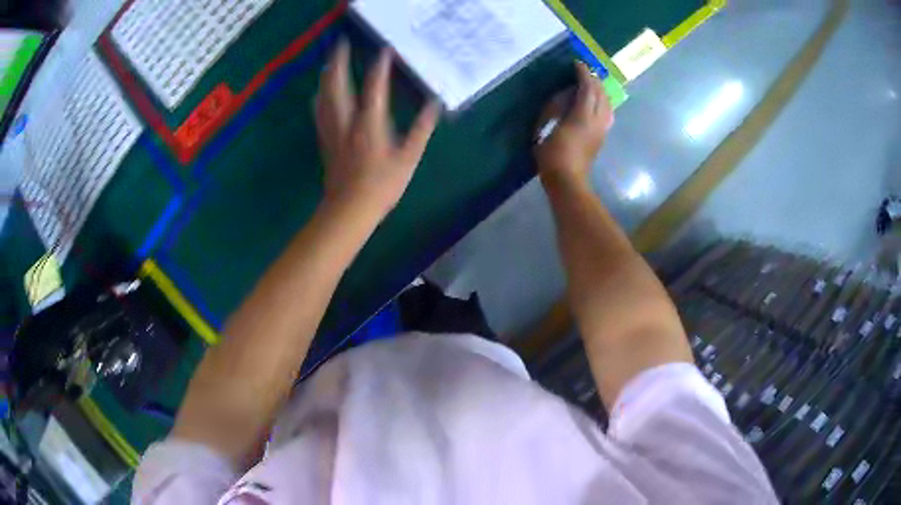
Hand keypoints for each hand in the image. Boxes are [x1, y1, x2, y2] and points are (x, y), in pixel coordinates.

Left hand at [315, 40, 440, 218]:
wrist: (349, 208)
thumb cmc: (382, 185)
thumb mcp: (409, 158)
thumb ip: (421, 129)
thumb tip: (434, 104)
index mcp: (370, 123)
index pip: (374, 86)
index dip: (380, 66)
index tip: (384, 49)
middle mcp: (347, 120)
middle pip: (338, 83)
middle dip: (339, 61)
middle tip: (341, 44)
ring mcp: (332, 129)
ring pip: (324, 95)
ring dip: (326, 75)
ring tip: (329, 61)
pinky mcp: (324, 139)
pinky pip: (319, 111)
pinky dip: (320, 96)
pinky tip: (320, 92)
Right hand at [534, 62, 613, 186]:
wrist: (568, 181)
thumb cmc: (553, 157)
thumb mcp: (547, 131)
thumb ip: (556, 113)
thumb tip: (562, 101)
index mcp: (582, 116)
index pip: (588, 88)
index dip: (583, 74)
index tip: (577, 63)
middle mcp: (596, 121)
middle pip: (601, 94)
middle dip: (594, 80)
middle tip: (584, 72)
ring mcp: (601, 130)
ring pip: (607, 104)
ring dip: (600, 91)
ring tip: (591, 86)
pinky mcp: (601, 138)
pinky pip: (606, 114)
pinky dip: (602, 103)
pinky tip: (595, 104)